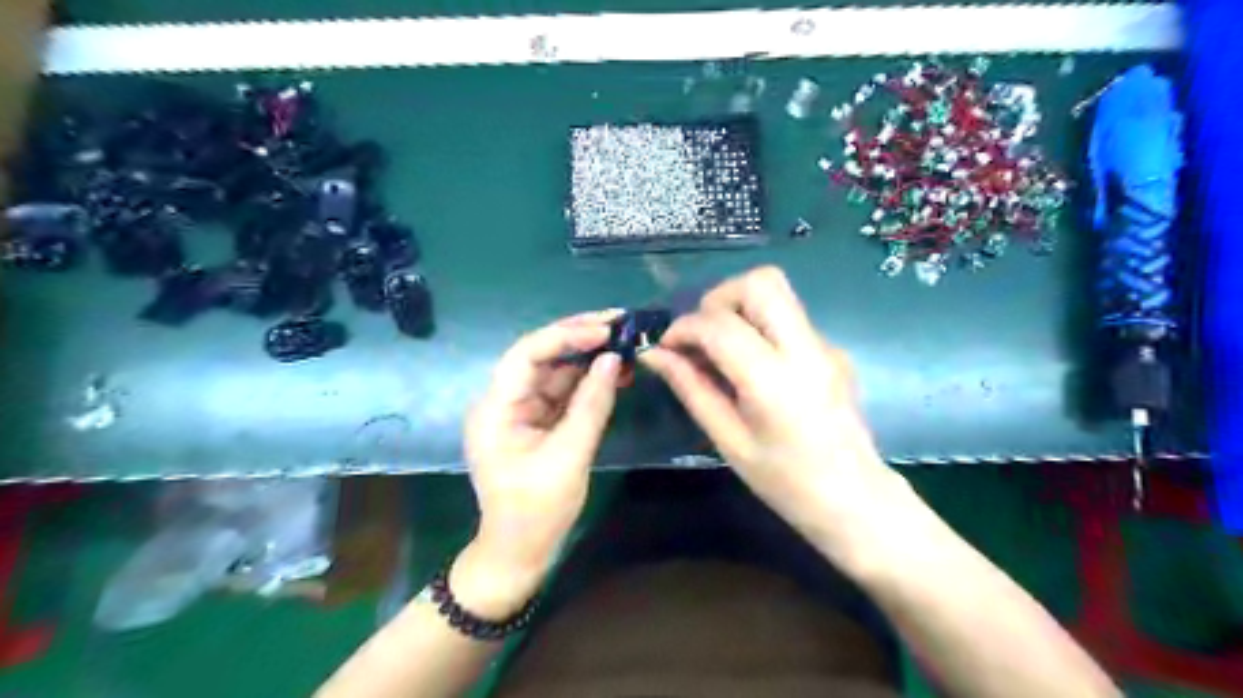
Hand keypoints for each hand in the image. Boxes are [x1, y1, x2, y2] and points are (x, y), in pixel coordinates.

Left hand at [455, 312, 622, 614]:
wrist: (520, 553)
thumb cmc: (537, 511)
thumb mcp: (569, 457)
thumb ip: (591, 406)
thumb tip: (613, 360)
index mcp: (497, 408)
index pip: (527, 355)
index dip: (566, 336)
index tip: (605, 329)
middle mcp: (505, 401)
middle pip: (541, 356)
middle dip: (580, 337)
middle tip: (620, 323)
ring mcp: (522, 410)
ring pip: (556, 371)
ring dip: (589, 356)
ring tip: (625, 341)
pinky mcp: (539, 421)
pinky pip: (564, 391)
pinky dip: (589, 380)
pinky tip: (616, 370)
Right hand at [640, 268, 904, 550]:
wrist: (855, 499)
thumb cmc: (785, 482)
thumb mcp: (728, 440)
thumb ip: (691, 389)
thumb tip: (654, 354)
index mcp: (773, 380)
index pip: (720, 325)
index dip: (683, 328)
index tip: (666, 347)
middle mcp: (805, 349)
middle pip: (760, 282)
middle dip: (719, 298)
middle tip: (701, 335)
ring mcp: (825, 344)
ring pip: (777, 291)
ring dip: (739, 307)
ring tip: (721, 348)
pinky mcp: (832, 348)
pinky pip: (788, 317)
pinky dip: (759, 326)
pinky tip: (752, 367)